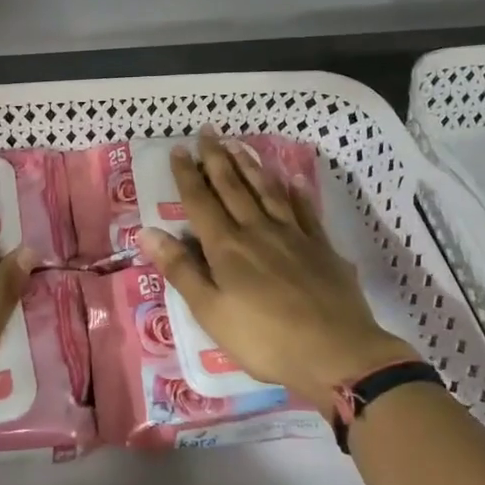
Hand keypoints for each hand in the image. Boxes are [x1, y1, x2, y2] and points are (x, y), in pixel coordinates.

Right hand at [136, 129, 415, 412]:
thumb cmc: (265, 340)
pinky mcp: (321, 247)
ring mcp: (293, 235)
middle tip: (207, 131)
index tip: (179, 148)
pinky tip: (292, 178)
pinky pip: (305, 210)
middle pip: (233, 187)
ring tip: (238, 144)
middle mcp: (257, 230)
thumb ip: (181, 270)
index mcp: (227, 247)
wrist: (337, 354)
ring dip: (250, 165)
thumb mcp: (211, 312)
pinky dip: (296, 192)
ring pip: (267, 191)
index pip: (201, 201)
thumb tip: (147, 231)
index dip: (187, 174)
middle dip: (217, 158)